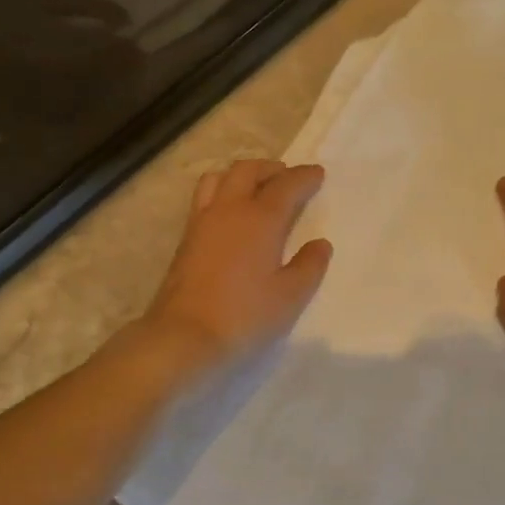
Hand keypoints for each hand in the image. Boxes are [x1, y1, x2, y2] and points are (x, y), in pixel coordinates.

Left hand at [142, 160, 333, 372]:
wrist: (184, 335)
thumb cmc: (244, 316)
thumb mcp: (289, 296)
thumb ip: (309, 266)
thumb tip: (320, 244)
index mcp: (260, 219)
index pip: (286, 185)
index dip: (304, 177)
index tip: (317, 173)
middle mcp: (229, 209)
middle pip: (248, 170)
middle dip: (271, 168)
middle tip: (287, 177)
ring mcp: (203, 220)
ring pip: (220, 177)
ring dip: (242, 175)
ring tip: (256, 188)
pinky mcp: (186, 236)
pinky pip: (205, 196)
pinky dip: (222, 190)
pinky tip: (230, 212)